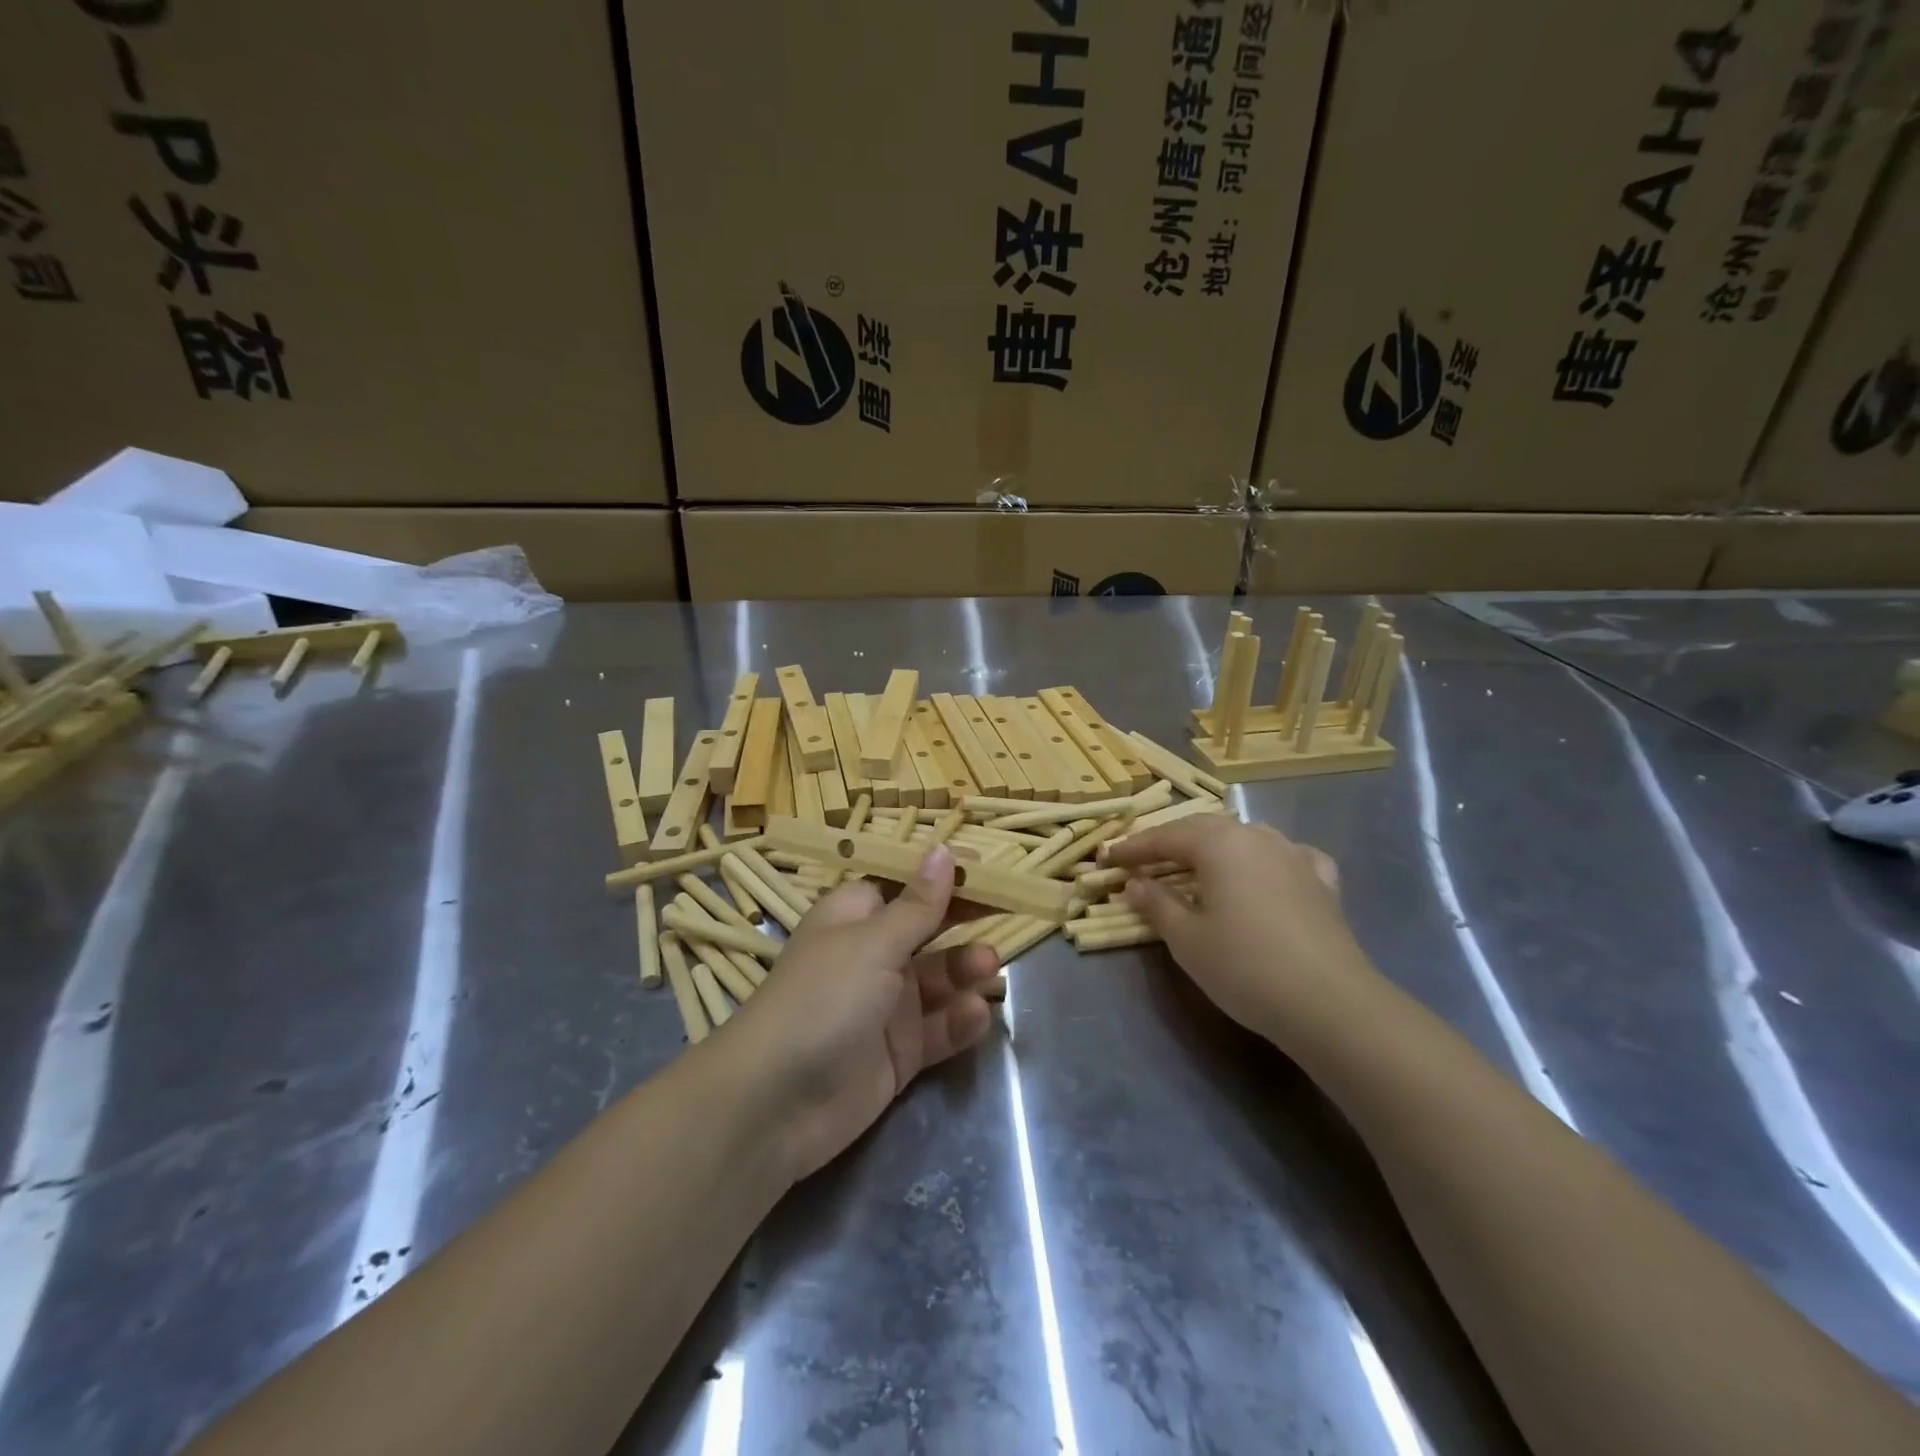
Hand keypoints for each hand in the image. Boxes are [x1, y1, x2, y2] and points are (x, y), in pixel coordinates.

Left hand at [733, 846, 999, 1182]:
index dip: (941, 877)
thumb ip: (918, 905)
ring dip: (965, 971)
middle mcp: (871, 956)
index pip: (904, 886)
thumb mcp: (873, 944)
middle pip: (927, 931)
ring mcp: (885, 1007)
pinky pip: (938, 1029)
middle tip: (1009, 914)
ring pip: (939, 981)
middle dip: (964, 924)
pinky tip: (977, 1015)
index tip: (987, 869)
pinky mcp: (898, 1053)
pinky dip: (959, 1021)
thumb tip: (943, 850)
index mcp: (855, 917)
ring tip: (990, 969)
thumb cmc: (824, 998)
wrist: (776, 1103)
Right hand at [1110, 817, 1383, 1044]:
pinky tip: (1267, 871)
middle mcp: (1256, 837)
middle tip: (1143, 860)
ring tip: (1197, 864)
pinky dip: (1265, 860)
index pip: (1165, 837)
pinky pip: (1286, 857)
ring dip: (1215, 847)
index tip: (1107, 857)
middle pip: (1204, 830)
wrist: (1330, 1003)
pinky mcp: (1322, 882)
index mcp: (1219, 844)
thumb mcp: (1186, 939)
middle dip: (1170, 843)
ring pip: (1245, 838)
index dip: (1133, 848)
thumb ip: (1156, 904)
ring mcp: (1294, 856)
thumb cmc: (1244, 966)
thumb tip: (1135, 883)